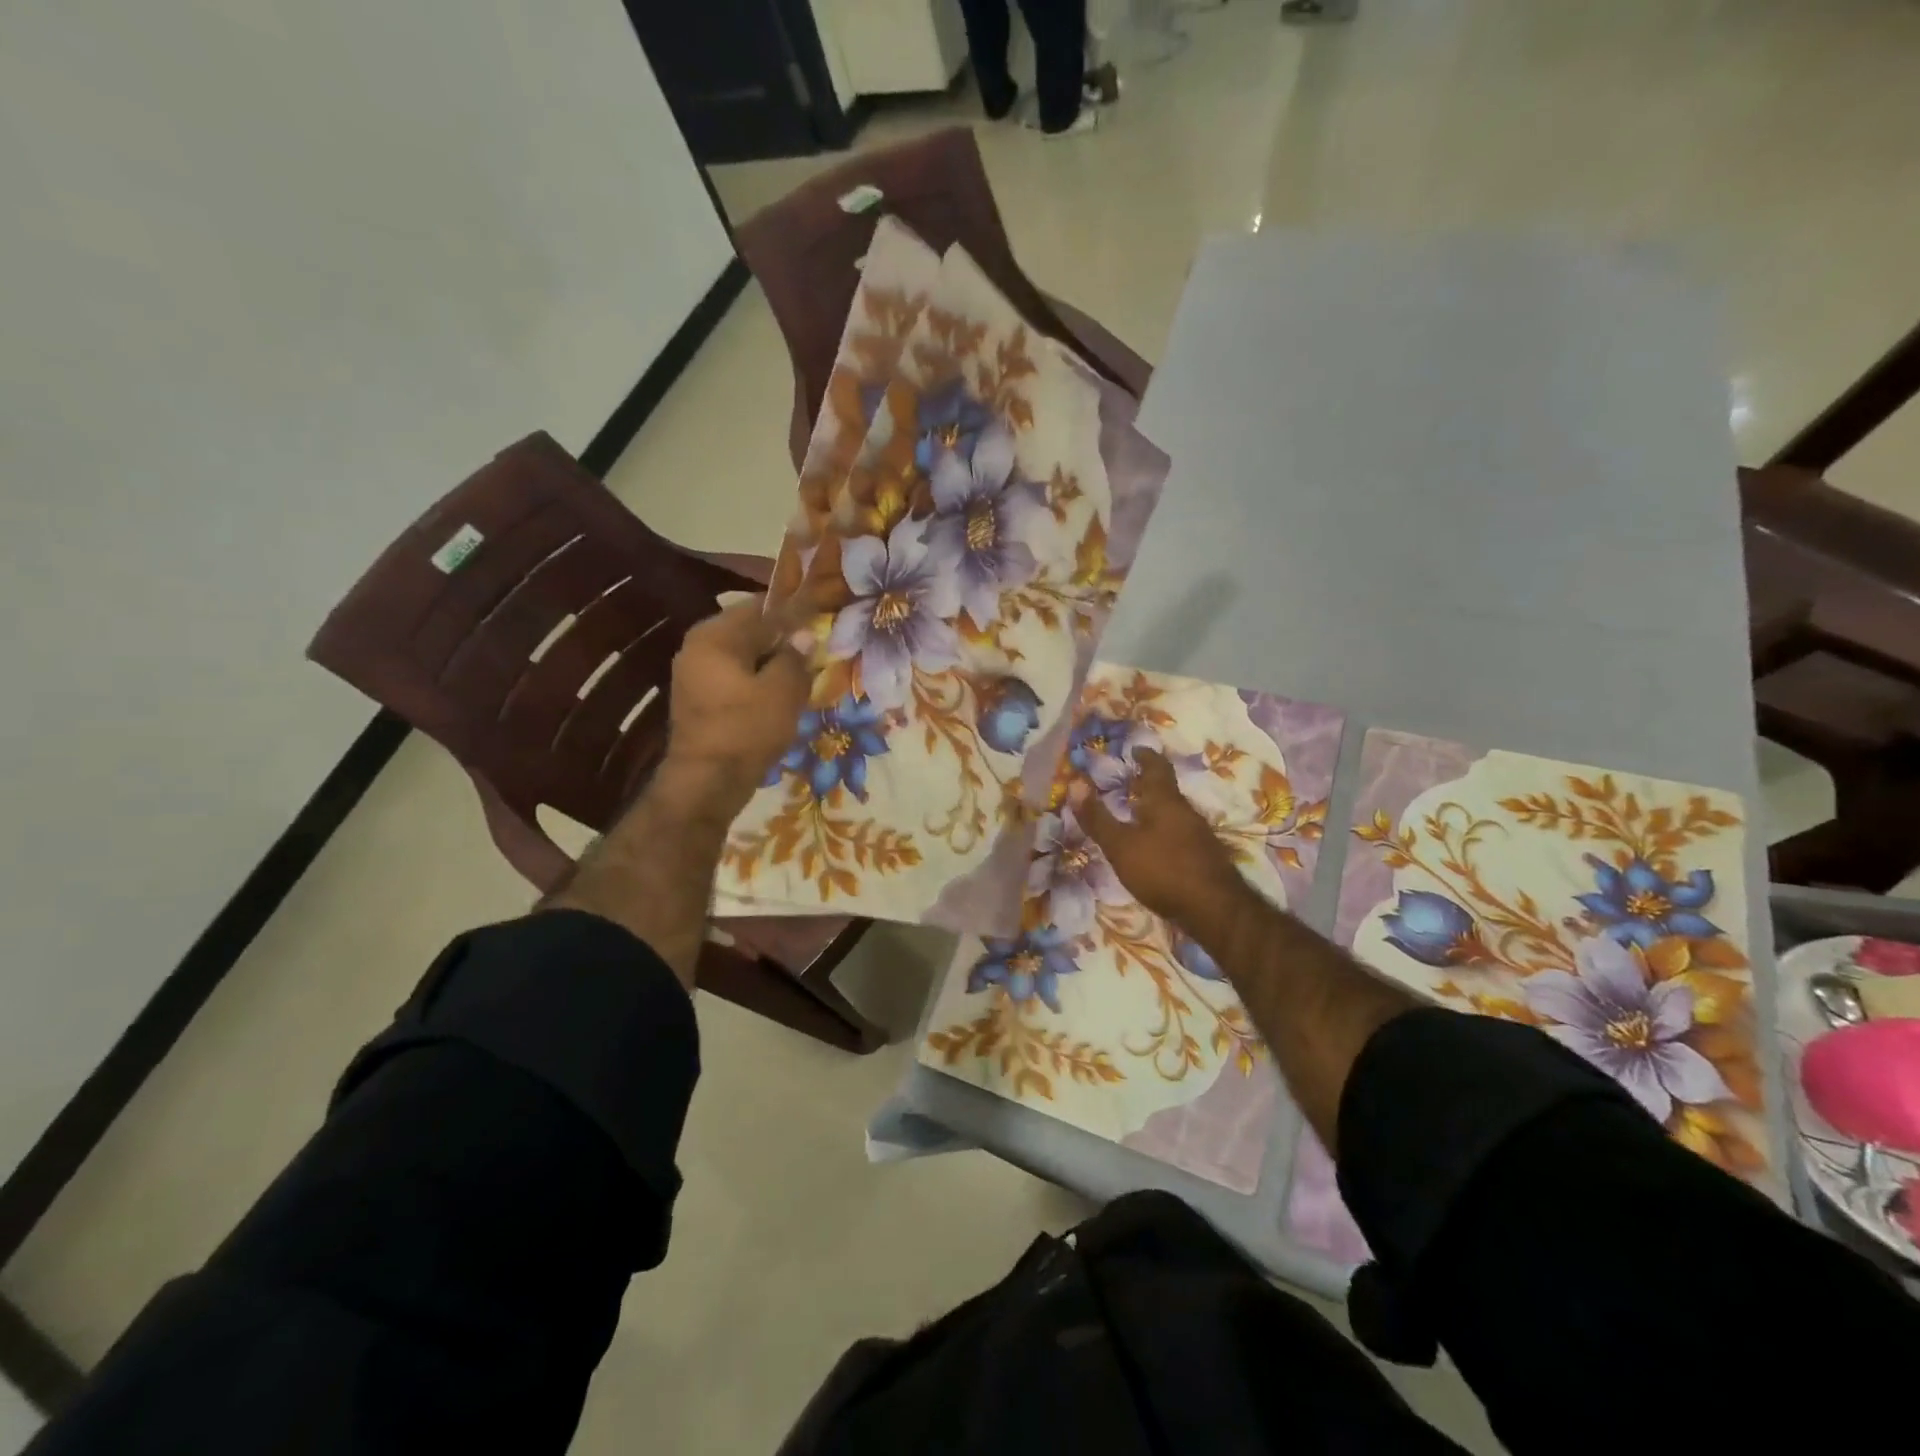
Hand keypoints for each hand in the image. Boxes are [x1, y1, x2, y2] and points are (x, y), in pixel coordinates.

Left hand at [658, 597, 809, 820]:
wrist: (707, 783)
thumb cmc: (746, 730)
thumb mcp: (782, 691)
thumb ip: (795, 657)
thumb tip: (804, 635)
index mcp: (715, 636)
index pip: (760, 607)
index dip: (793, 610)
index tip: (819, 615)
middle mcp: (698, 647)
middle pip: (748, 630)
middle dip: (782, 637)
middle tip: (814, 645)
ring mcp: (694, 674)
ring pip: (742, 655)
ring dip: (771, 660)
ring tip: (802, 670)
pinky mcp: (698, 698)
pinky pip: (734, 676)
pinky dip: (757, 679)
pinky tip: (780, 692)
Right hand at [1074, 751, 1246, 926]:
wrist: (1215, 909)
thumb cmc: (1163, 869)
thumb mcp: (1120, 845)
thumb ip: (1097, 817)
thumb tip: (1074, 782)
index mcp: (1165, 801)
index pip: (1157, 768)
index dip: (1146, 756)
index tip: (1136, 749)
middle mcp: (1186, 811)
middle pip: (1167, 790)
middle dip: (1148, 784)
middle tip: (1128, 782)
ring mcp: (1199, 835)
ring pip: (1174, 812)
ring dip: (1156, 809)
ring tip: (1136, 813)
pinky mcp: (1204, 857)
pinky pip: (1180, 833)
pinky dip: (1164, 831)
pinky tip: (1154, 846)